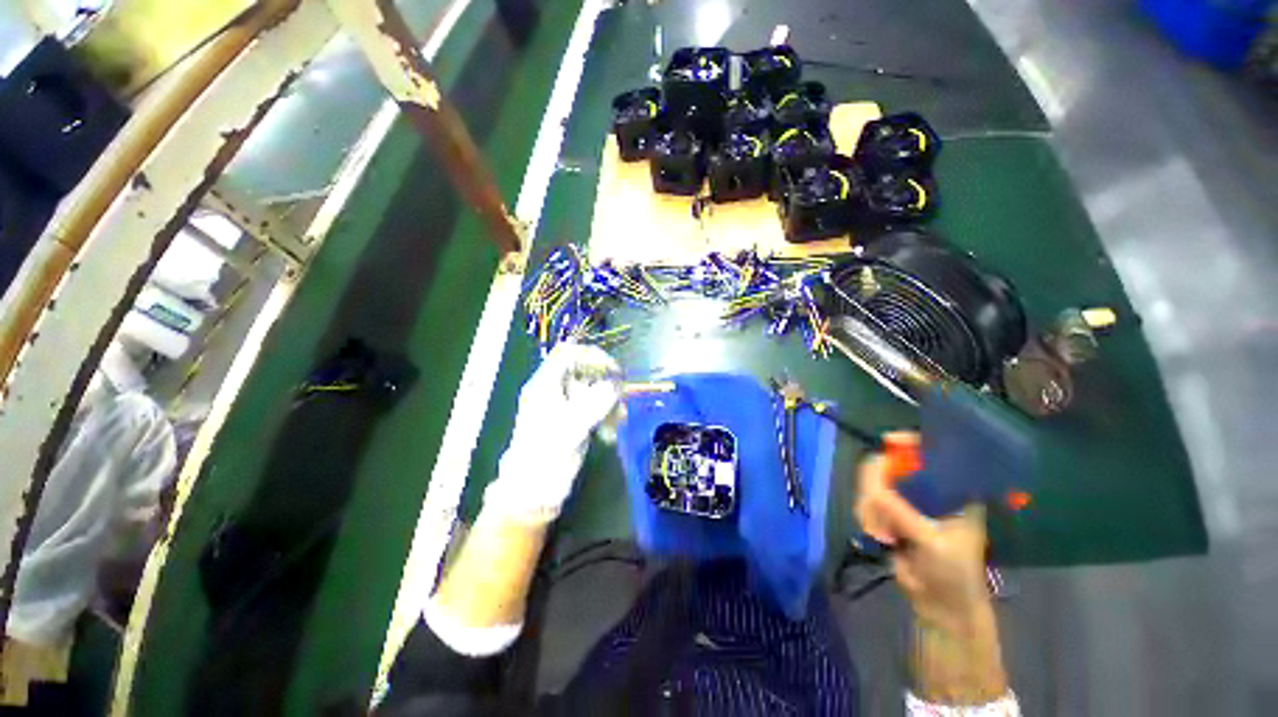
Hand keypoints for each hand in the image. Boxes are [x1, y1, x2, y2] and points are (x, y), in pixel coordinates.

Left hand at [483, 342, 621, 522]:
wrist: (534, 491)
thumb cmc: (546, 457)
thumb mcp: (570, 428)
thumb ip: (594, 403)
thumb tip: (615, 384)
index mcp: (545, 385)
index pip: (568, 353)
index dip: (592, 356)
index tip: (613, 370)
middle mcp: (555, 389)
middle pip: (584, 369)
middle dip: (605, 380)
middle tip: (621, 395)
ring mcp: (565, 404)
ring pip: (593, 387)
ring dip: (610, 398)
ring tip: (619, 417)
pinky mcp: (574, 418)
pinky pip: (595, 405)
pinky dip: (607, 412)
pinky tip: (613, 428)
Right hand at [855, 432, 1007, 703]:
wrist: (940, 606)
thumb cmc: (953, 572)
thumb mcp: (932, 541)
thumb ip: (902, 513)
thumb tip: (872, 491)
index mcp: (952, 491)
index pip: (931, 453)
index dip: (911, 442)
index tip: (888, 441)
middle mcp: (927, 490)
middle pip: (892, 465)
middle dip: (878, 484)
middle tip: (874, 505)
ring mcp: (905, 502)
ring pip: (873, 485)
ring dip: (870, 508)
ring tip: (881, 534)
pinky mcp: (888, 515)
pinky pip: (866, 502)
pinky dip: (866, 516)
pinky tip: (877, 536)